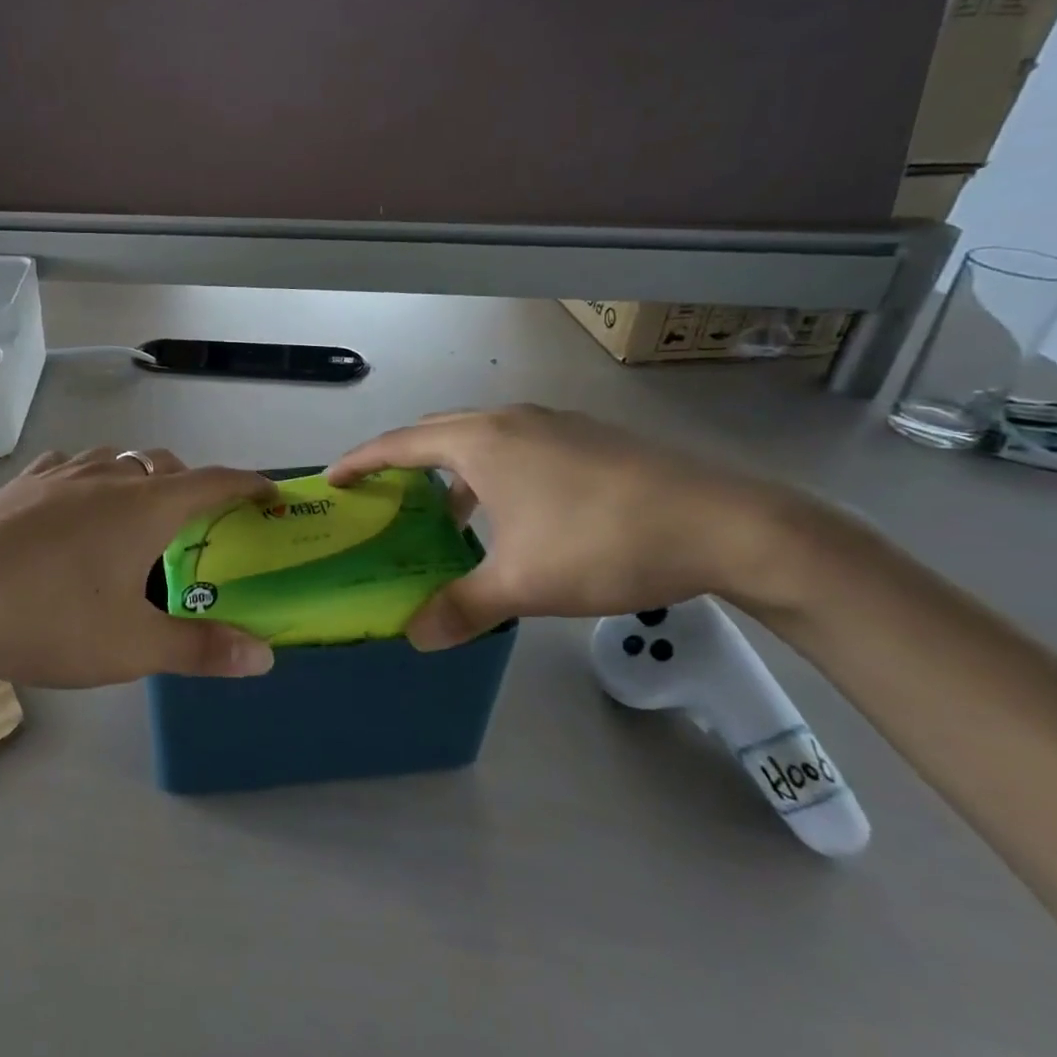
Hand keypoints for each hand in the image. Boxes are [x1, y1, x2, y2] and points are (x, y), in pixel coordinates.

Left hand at [0, 447, 277, 686]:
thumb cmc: (47, 617)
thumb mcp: (130, 646)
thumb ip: (200, 649)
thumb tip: (264, 657)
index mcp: (145, 506)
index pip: (214, 482)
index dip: (248, 484)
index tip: (269, 494)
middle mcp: (108, 476)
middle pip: (164, 465)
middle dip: (191, 485)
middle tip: (197, 523)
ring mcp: (61, 474)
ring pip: (117, 459)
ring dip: (140, 477)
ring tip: (137, 513)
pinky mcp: (22, 483)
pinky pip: (71, 467)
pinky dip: (91, 478)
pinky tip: (76, 503)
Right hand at [327, 406, 798, 646]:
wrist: (724, 523)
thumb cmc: (602, 544)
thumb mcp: (522, 585)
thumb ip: (461, 608)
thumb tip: (415, 637)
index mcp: (482, 442)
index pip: (400, 444)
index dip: (361, 461)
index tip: (333, 479)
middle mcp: (510, 419)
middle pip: (436, 430)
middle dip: (402, 459)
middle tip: (382, 493)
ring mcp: (553, 423)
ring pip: (480, 436)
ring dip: (451, 467)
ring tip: (446, 513)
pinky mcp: (587, 436)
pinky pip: (515, 443)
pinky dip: (491, 469)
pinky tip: (512, 512)